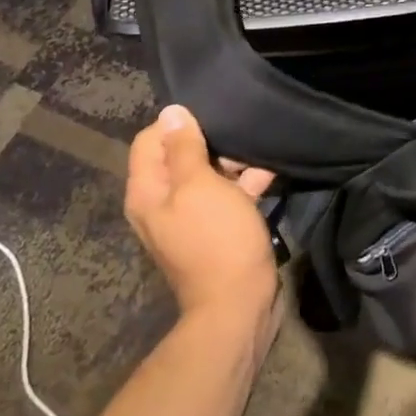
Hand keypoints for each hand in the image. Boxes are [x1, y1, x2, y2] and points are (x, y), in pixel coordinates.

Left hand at [124, 105, 278, 319]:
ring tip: (258, 151)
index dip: (177, 125)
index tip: (211, 119)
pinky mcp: (216, 229)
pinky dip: (244, 183)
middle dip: (209, 141)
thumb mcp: (199, 186)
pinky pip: (226, 195)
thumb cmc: (216, 239)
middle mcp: (162, 203)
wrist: (239, 304)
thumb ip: (184, 148)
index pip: (150, 140)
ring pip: (207, 174)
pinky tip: (269, 172)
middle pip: (179, 155)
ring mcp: (190, 217)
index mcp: (147, 192)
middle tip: (238, 136)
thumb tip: (171, 111)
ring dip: (231, 162)